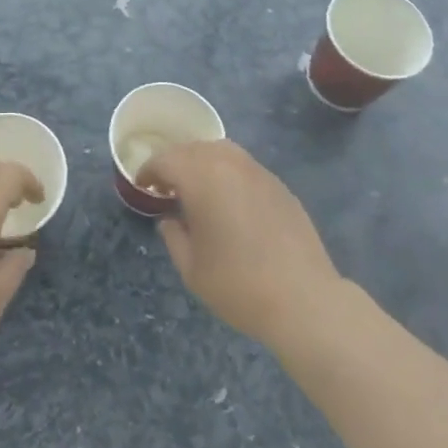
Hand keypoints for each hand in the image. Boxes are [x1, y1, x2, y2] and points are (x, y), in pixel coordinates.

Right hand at [139, 140, 342, 349]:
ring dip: (202, 162)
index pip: (165, 160)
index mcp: (200, 177)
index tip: (143, 185)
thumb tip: (170, 218)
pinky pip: (244, 166)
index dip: (149, 170)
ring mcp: (257, 170)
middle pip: (192, 148)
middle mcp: (228, 162)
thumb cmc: (238, 285)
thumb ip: (173, 236)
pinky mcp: (278, 184)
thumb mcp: (191, 268)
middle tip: (167, 187)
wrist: (304, 299)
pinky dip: (228, 172)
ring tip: (198, 188)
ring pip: (220, 150)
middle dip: (175, 163)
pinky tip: (230, 200)